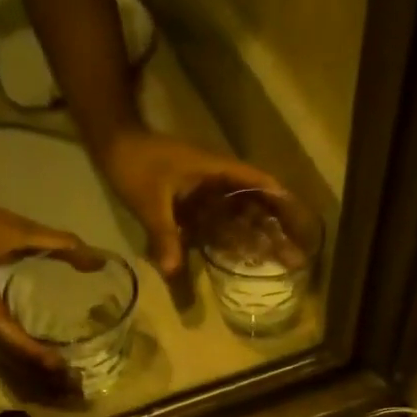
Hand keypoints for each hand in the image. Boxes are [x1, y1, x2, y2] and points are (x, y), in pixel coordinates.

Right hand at [0, 180, 103, 395]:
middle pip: (5, 359)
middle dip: (36, 376)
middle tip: (71, 386)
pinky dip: (18, 365)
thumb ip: (56, 242)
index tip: (61, 365)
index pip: (6, 335)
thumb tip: (97, 260)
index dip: (33, 353)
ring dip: (28, 375)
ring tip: (61, 385)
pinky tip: (39, 369)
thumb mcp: (12, 227)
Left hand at [97, 128, 281, 291]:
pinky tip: (243, 260)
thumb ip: (163, 234)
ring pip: (241, 216)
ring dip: (259, 237)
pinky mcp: (194, 202)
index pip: (259, 183)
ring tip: (279, 263)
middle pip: (256, 205)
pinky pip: (221, 222)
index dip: (282, 203)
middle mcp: (218, 180)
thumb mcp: (149, 201)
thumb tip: (172, 271)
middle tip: (296, 258)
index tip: (302, 226)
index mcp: (216, 171)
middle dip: (277, 230)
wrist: (114, 145)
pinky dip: (233, 239)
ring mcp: (207, 192)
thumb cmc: (135, 164)